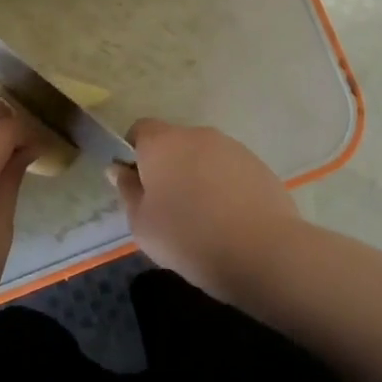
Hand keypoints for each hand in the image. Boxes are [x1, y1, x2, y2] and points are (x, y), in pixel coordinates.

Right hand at [109, 119, 299, 298]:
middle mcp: (197, 135)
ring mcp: (231, 147)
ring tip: (203, 217)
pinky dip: (224, 186)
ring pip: (203, 156)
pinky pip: (229, 169)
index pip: (140, 130)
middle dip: (168, 167)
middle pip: (174, 143)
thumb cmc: (189, 237)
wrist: (262, 251)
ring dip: (197, 176)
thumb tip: (119, 169)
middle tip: (167, 206)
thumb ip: (128, 191)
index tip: (138, 184)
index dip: (135, 153)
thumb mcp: (142, 224)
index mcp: (162, 143)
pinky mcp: (258, 164)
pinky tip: (229, 219)